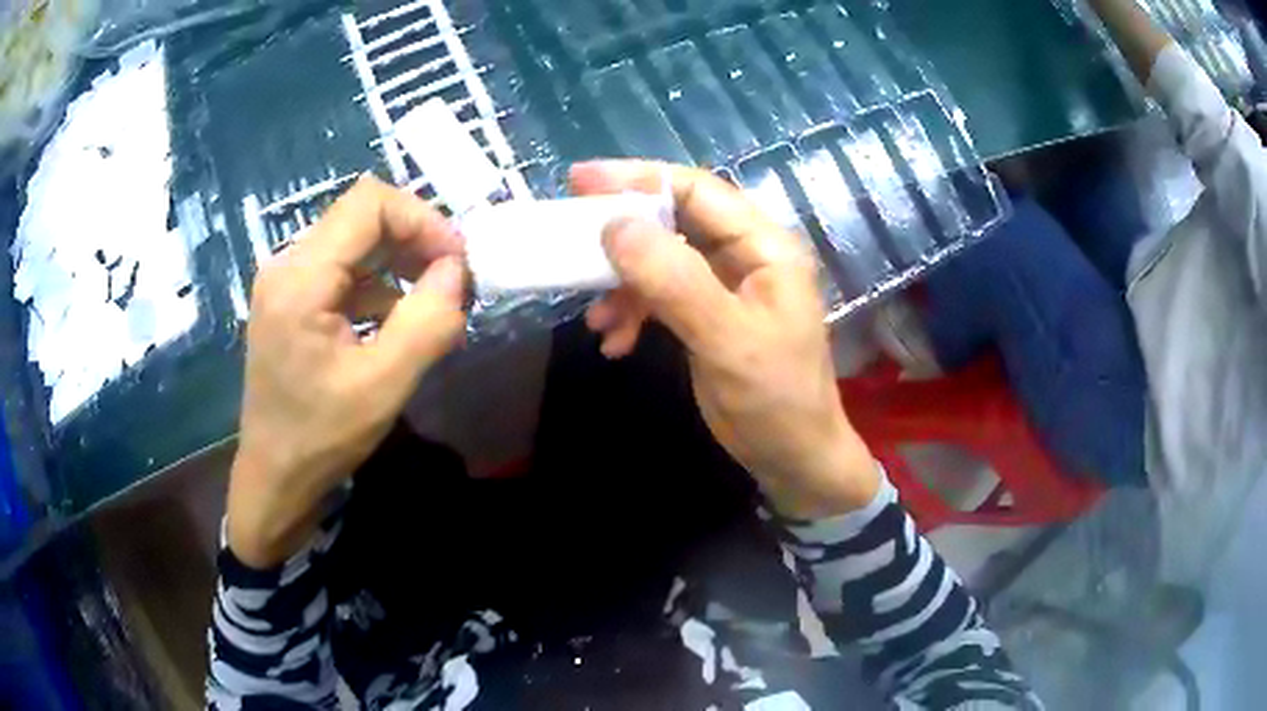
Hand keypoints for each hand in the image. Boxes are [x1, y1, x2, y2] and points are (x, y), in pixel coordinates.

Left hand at [228, 176, 467, 567]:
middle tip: (451, 282)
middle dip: (415, 239)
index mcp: (301, 279)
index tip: (455, 261)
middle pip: (361, 216)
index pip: (369, 203)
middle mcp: (287, 265)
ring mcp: (285, 280)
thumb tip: (456, 271)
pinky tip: (398, 319)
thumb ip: (427, 323)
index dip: (421, 219)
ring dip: (399, 261)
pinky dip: (378, 283)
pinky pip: (342, 269)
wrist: (274, 476)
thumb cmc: (322, 437)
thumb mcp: (383, 386)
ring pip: (354, 240)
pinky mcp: (290, 298)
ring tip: (432, 303)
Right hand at [571, 160, 878, 518]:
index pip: (698, 191)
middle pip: (675, 221)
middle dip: (623, 232)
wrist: (793, 458)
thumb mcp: (726, 340)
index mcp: (764, 246)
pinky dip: (634, 313)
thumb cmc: (775, 399)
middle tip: (571, 237)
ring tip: (597, 320)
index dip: (639, 180)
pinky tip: (615, 343)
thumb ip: (674, 281)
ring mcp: (726, 285)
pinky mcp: (708, 314)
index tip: (580, 181)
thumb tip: (615, 226)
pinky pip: (661, 295)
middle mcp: (746, 255)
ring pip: (661, 261)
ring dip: (624, 285)